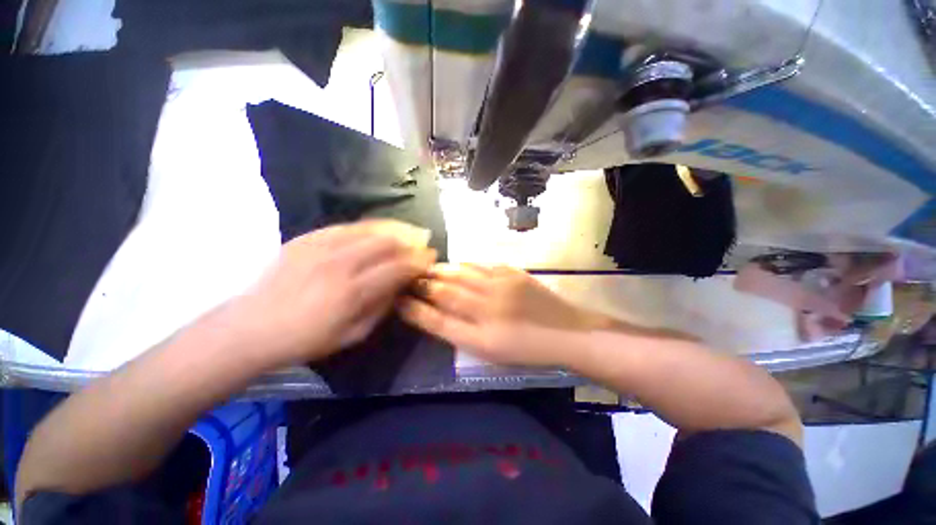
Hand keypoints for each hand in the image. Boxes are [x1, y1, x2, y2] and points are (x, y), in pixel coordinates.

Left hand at [229, 221, 435, 366]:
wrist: (251, 327)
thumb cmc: (306, 339)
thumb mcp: (353, 335)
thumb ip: (382, 307)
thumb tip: (401, 285)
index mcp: (352, 292)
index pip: (398, 267)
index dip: (419, 261)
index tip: (431, 259)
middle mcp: (340, 263)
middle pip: (388, 243)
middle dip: (411, 243)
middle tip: (421, 246)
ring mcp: (321, 246)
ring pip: (369, 229)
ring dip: (394, 230)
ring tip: (407, 233)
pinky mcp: (307, 237)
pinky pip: (347, 225)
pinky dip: (369, 227)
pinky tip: (378, 231)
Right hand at [399, 264, 602, 366]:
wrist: (568, 334)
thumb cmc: (529, 351)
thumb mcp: (493, 353)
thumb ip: (465, 335)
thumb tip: (441, 316)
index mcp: (481, 338)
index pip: (438, 322)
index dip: (415, 311)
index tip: (398, 301)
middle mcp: (487, 311)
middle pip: (446, 293)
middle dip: (423, 285)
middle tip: (407, 277)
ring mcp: (501, 288)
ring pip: (462, 275)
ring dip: (441, 271)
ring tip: (427, 268)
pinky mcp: (513, 275)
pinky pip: (483, 266)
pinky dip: (466, 265)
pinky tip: (459, 265)